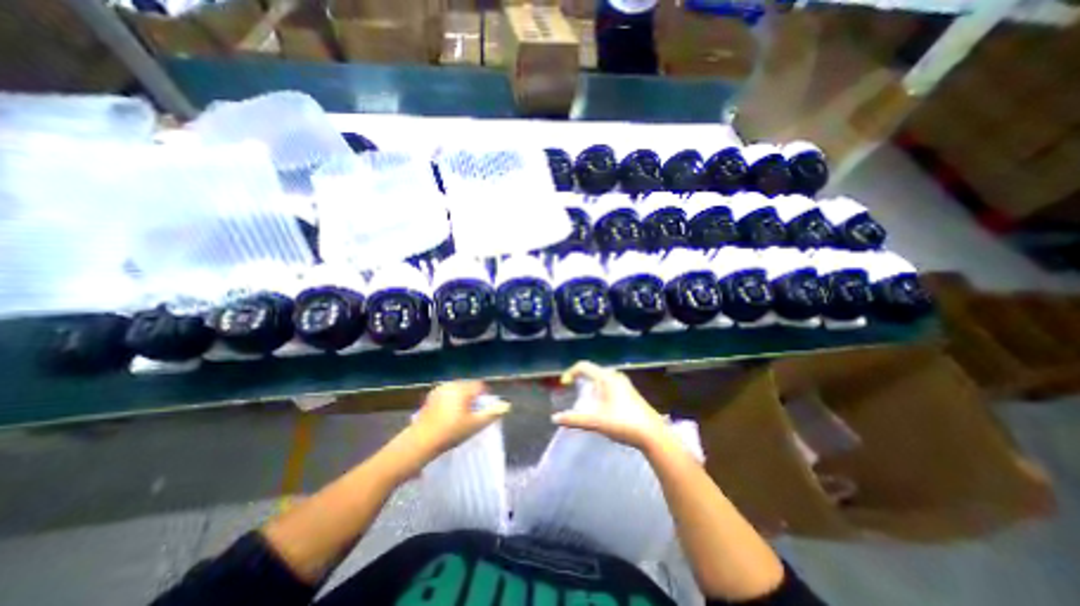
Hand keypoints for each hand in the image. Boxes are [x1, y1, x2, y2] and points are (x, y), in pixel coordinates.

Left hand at [399, 384, 511, 464]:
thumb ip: (492, 413)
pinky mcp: (430, 398)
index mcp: (462, 388)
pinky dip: (451, 402)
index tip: (484, 411)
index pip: (480, 386)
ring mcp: (439, 390)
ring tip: (462, 417)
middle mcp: (451, 384)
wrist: (420, 442)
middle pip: (468, 387)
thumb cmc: (451, 432)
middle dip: (473, 398)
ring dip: (462, 400)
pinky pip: (447, 395)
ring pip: (457, 391)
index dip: (485, 397)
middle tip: (474, 415)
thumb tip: (507, 405)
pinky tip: (448, 417)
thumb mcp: (475, 425)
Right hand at [556, 362, 671, 452]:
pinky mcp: (630, 392)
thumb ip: (574, 419)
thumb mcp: (595, 422)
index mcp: (606, 377)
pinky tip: (601, 406)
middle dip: (580, 380)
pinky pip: (609, 384)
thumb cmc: (623, 423)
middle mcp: (615, 376)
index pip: (583, 366)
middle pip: (592, 371)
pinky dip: (599, 390)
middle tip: (572, 392)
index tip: (564, 385)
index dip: (570, 372)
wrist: (652, 434)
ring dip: (590, 386)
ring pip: (601, 378)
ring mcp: (624, 383)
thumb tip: (554, 418)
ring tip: (585, 401)